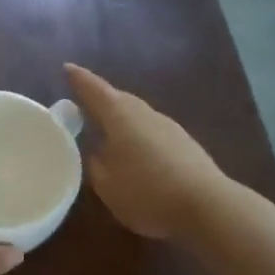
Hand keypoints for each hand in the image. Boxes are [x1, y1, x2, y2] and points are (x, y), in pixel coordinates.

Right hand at [63, 64, 225, 238]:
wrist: (206, 206)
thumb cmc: (146, 192)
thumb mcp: (107, 185)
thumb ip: (96, 165)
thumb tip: (98, 152)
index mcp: (120, 117)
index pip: (95, 90)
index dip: (80, 80)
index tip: (68, 68)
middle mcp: (145, 114)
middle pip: (120, 99)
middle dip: (102, 99)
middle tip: (85, 104)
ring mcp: (170, 128)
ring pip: (139, 116)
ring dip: (122, 119)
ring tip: (108, 132)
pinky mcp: (186, 145)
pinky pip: (153, 132)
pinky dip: (140, 136)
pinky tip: (137, 155)